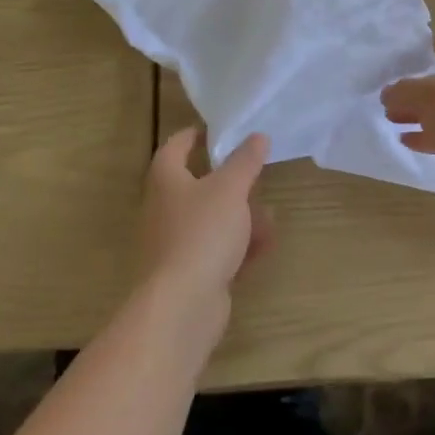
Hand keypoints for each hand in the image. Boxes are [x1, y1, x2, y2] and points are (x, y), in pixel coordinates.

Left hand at [137, 129, 270, 307]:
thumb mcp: (230, 189)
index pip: (174, 149)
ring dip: (241, 218)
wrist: (182, 305)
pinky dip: (239, 247)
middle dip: (230, 183)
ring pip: (211, 222)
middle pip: (196, 188)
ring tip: (270, 217)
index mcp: (166, 182)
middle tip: (254, 176)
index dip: (191, 136)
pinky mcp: (189, 274)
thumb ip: (245, 161)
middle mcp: (164, 210)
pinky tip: (265, 248)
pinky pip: (217, 252)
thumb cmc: (202, 233)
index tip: (212, 130)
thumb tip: (257, 136)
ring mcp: (175, 245)